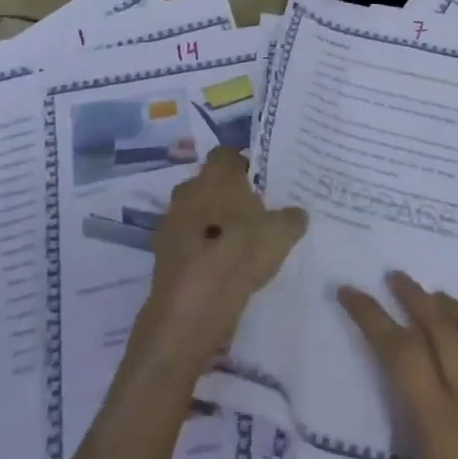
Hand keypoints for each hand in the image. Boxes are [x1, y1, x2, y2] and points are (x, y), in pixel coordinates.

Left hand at [127, 148, 305, 380]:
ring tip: (234, 243)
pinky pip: (184, 240)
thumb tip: (297, 213)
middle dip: (224, 195)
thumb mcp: (281, 233)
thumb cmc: (240, 251)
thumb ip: (291, 218)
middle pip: (207, 183)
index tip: (259, 183)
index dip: (242, 166)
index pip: (227, 154)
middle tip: (250, 213)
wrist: (194, 303)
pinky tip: (215, 266)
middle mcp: (189, 189)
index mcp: (217, 174)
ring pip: (194, 212)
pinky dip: (197, 248)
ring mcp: (170, 220)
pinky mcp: (160, 251)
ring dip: (208, 222)